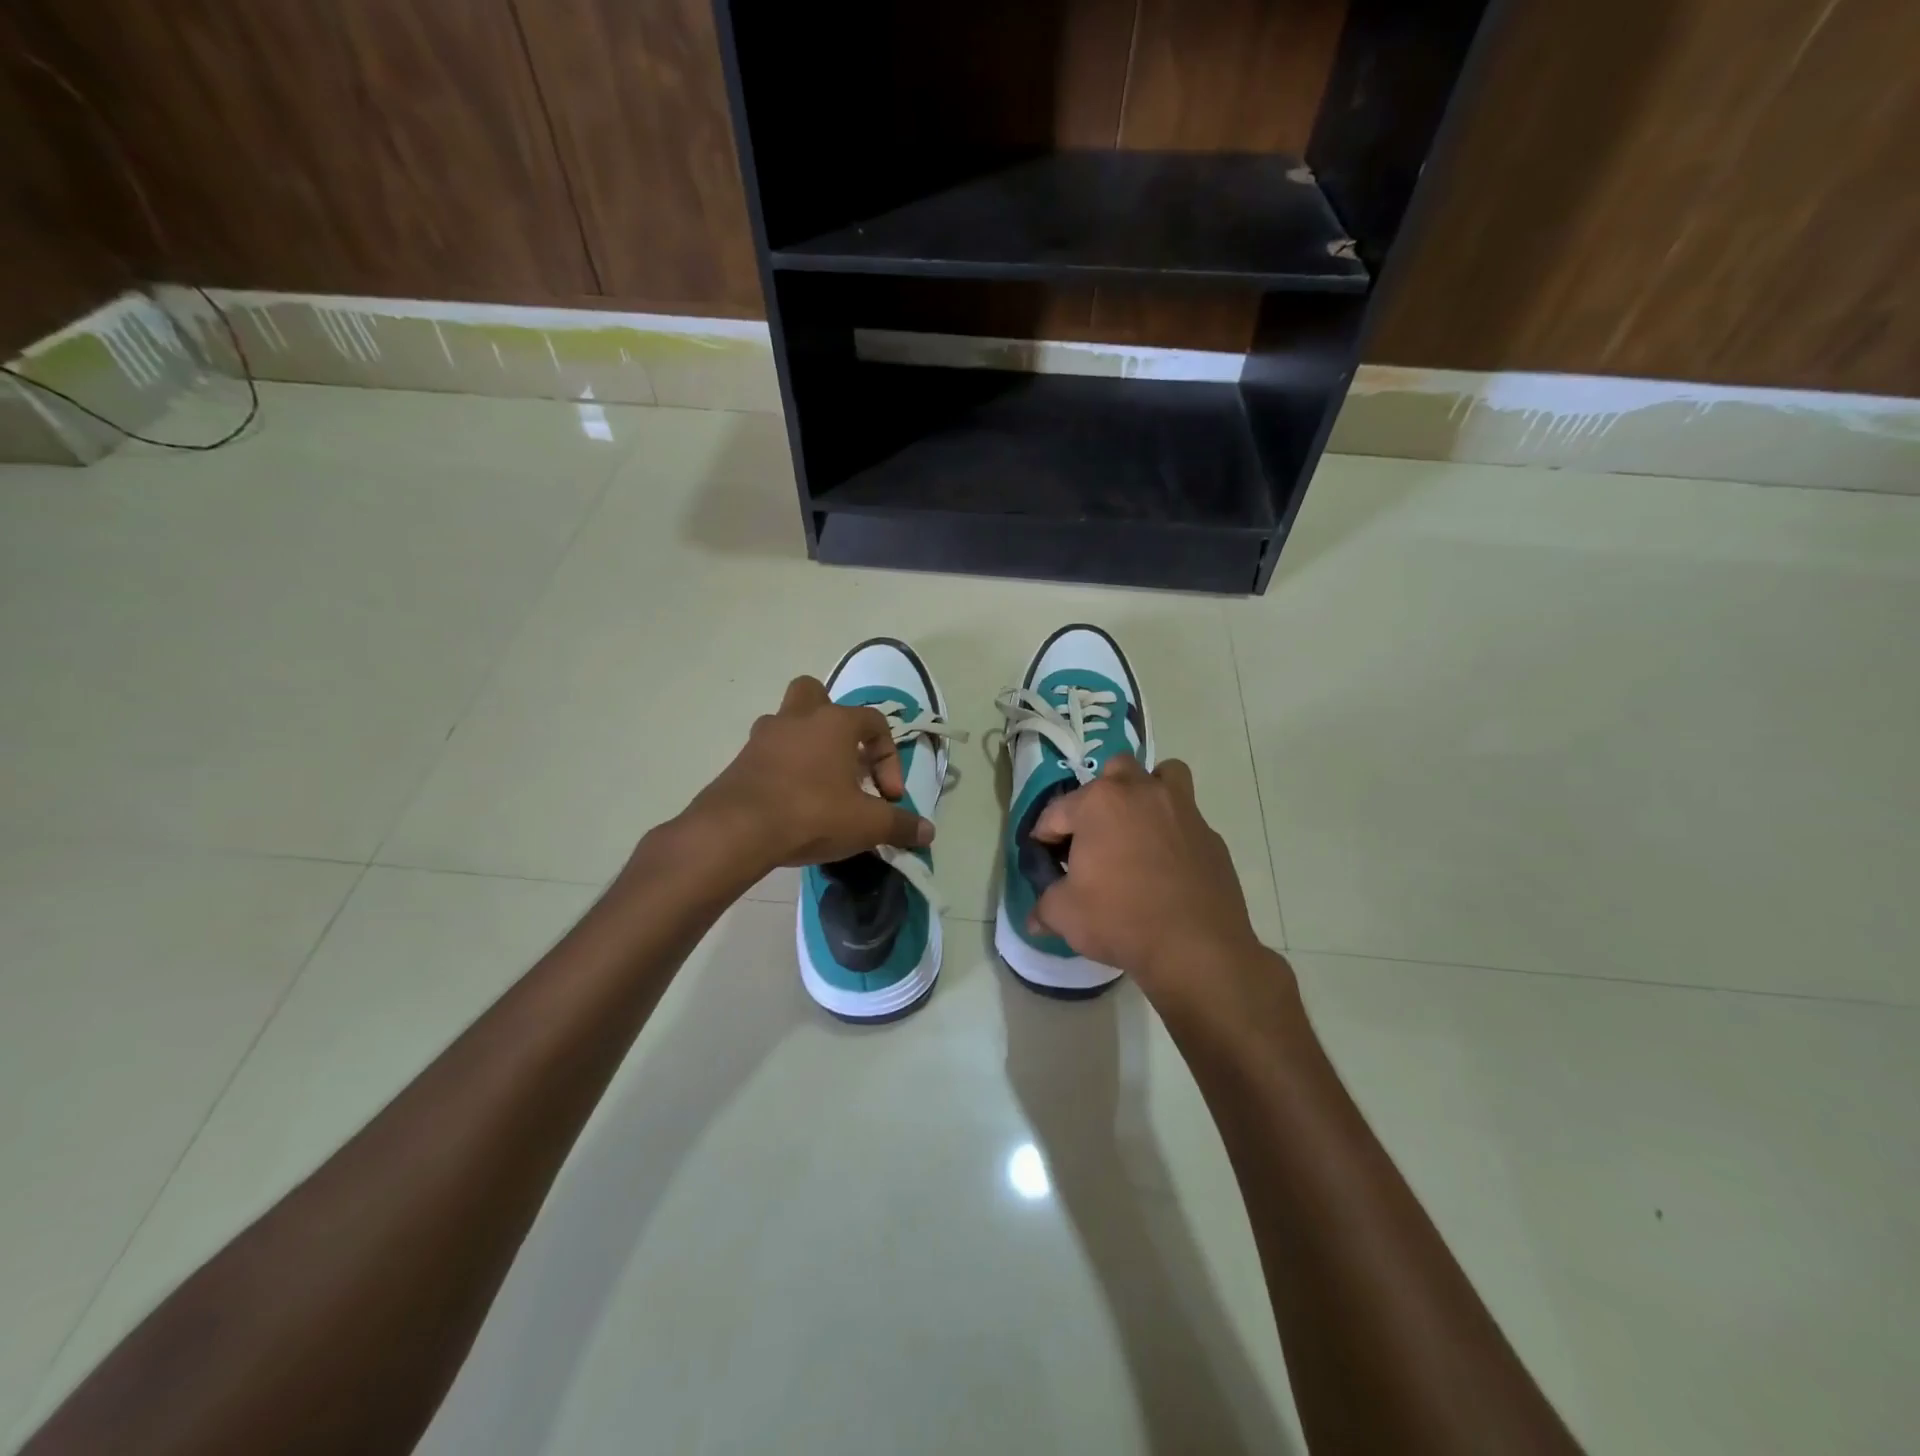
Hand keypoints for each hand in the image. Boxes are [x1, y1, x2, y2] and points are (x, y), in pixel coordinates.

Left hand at [687, 675, 934, 870]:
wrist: (736, 831)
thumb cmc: (812, 813)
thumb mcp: (867, 824)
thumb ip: (900, 824)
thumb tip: (928, 832)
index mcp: (834, 722)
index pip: (875, 722)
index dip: (889, 758)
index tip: (889, 797)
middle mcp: (798, 718)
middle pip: (816, 695)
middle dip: (835, 721)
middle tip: (845, 758)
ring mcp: (763, 736)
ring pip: (788, 723)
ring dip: (806, 744)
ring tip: (819, 783)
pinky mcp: (740, 760)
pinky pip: (769, 753)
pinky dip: (783, 768)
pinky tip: (792, 801)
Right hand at [1030, 756, 1266, 1000]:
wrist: (1197, 947)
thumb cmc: (1121, 919)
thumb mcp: (1066, 915)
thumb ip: (1045, 907)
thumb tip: (1035, 919)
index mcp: (1099, 803)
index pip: (1057, 811)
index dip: (1044, 837)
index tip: (1045, 859)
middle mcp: (1141, 792)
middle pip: (1115, 772)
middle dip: (1099, 797)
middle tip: (1094, 836)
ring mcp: (1182, 810)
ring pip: (1163, 776)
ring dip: (1147, 792)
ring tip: (1137, 827)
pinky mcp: (1211, 835)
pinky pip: (1187, 819)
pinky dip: (1173, 832)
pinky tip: (1166, 865)